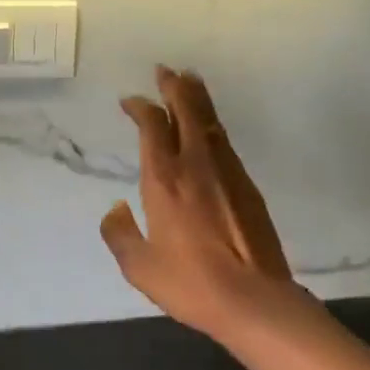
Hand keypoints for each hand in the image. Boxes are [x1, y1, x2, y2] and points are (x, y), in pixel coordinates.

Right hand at [101, 67, 300, 336]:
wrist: (254, 299)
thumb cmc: (191, 283)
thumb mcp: (139, 267)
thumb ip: (120, 234)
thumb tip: (115, 209)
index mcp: (164, 179)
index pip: (152, 126)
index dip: (141, 107)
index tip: (131, 101)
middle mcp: (195, 164)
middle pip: (186, 110)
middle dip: (174, 86)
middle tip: (165, 70)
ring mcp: (226, 171)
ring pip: (210, 120)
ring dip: (197, 97)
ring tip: (189, 80)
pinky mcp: (247, 184)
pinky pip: (225, 141)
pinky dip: (212, 123)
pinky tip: (210, 127)